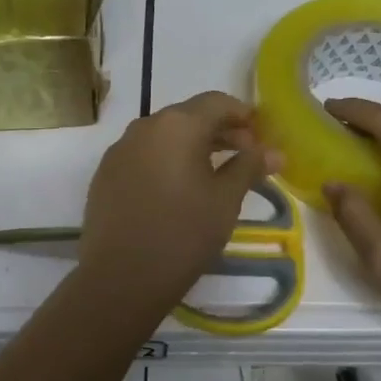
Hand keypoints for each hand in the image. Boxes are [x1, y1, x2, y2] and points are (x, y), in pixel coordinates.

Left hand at [77, 91, 273, 318]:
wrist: (121, 278)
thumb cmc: (183, 234)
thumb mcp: (225, 200)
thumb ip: (249, 167)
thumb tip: (275, 151)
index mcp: (177, 125)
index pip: (217, 102)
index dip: (244, 115)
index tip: (262, 136)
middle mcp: (145, 126)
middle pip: (189, 116)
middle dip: (220, 131)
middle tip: (246, 156)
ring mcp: (120, 149)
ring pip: (165, 135)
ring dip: (193, 146)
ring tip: (215, 174)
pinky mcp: (106, 174)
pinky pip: (144, 155)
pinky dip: (166, 161)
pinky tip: (178, 190)